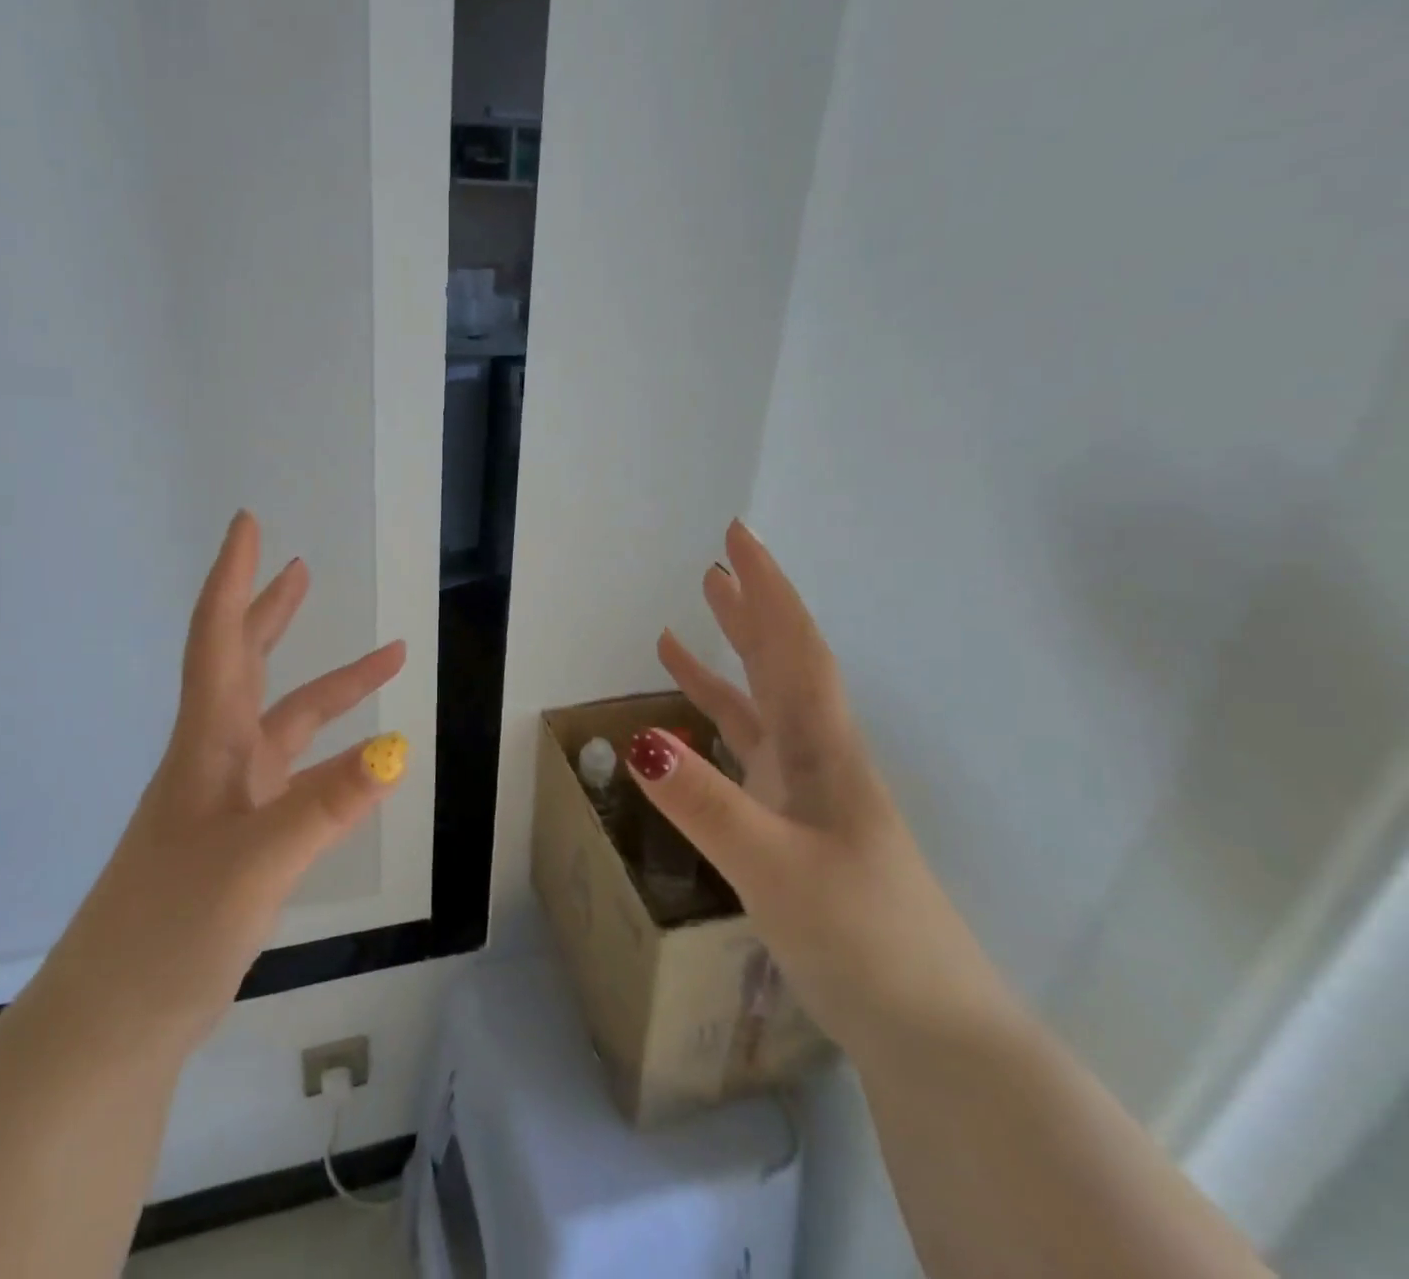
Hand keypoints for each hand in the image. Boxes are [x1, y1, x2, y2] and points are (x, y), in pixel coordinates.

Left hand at [43, 511, 406, 1050]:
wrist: (115, 1021)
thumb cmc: (169, 930)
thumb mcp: (255, 863)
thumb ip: (325, 805)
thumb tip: (396, 749)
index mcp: (208, 745)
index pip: (219, 638)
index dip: (234, 577)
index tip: (249, 524)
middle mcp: (216, 759)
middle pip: (246, 664)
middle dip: (274, 612)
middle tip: (301, 568)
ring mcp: (228, 799)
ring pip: (286, 722)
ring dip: (333, 687)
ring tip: (387, 660)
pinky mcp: (241, 837)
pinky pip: (295, 775)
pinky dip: (331, 756)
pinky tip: (364, 761)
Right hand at [631, 520, 1009, 1060]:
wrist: (929, 1031)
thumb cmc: (862, 938)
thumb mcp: (774, 868)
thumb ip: (706, 805)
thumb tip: (639, 741)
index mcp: (824, 749)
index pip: (793, 647)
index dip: (766, 588)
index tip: (738, 537)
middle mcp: (820, 757)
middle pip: (782, 664)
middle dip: (749, 610)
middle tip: (714, 565)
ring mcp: (809, 794)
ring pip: (762, 706)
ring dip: (727, 661)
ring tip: (683, 626)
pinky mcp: (795, 827)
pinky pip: (749, 754)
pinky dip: (719, 726)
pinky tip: (690, 727)